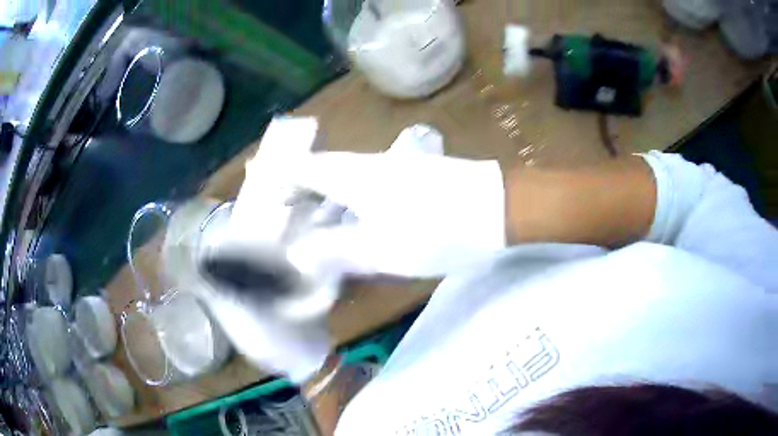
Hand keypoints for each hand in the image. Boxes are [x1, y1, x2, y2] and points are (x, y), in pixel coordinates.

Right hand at [287, 127, 506, 277]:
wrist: (499, 208)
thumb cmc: (438, 229)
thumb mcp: (382, 249)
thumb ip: (335, 251)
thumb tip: (298, 253)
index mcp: (356, 176)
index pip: (306, 167)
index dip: (282, 173)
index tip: (261, 179)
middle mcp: (372, 165)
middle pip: (326, 171)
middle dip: (303, 188)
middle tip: (287, 211)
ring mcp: (397, 169)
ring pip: (350, 180)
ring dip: (330, 198)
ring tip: (318, 222)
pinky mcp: (416, 178)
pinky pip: (372, 187)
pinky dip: (355, 203)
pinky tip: (360, 222)